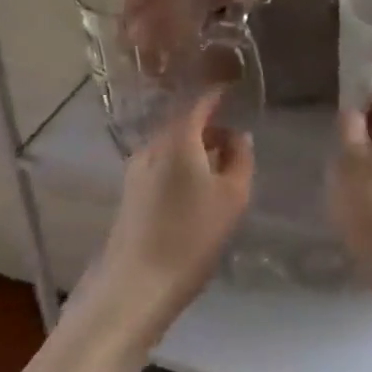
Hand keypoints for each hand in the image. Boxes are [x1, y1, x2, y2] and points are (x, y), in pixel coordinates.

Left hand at [76, 90, 253, 348]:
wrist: (137, 282)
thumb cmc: (192, 235)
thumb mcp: (232, 196)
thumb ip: (240, 159)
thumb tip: (238, 136)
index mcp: (177, 138)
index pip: (198, 102)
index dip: (218, 94)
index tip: (235, 89)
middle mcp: (152, 145)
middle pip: (182, 123)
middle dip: (209, 125)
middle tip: (235, 136)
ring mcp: (136, 169)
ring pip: (171, 145)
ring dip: (195, 147)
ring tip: (220, 165)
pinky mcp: (130, 192)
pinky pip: (161, 164)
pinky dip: (182, 163)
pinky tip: (196, 187)